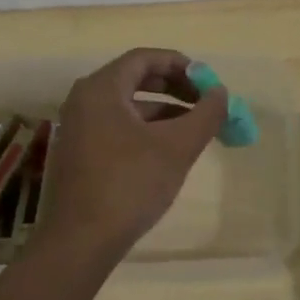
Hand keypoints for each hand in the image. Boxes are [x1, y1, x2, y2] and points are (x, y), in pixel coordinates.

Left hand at [35, 48, 228, 259]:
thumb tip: (221, 92)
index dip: (181, 65)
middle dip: (174, 88)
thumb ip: (205, 114)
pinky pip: (118, 127)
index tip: (208, 81)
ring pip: (128, 107)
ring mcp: (78, 128)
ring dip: (164, 111)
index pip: (144, 58)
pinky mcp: (80, 154)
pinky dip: (146, 130)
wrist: (81, 241)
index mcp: (101, 89)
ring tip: (195, 129)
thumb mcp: (177, 147)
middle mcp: (84, 100)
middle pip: (135, 79)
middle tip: (205, 102)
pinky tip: (168, 151)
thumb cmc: (130, 184)